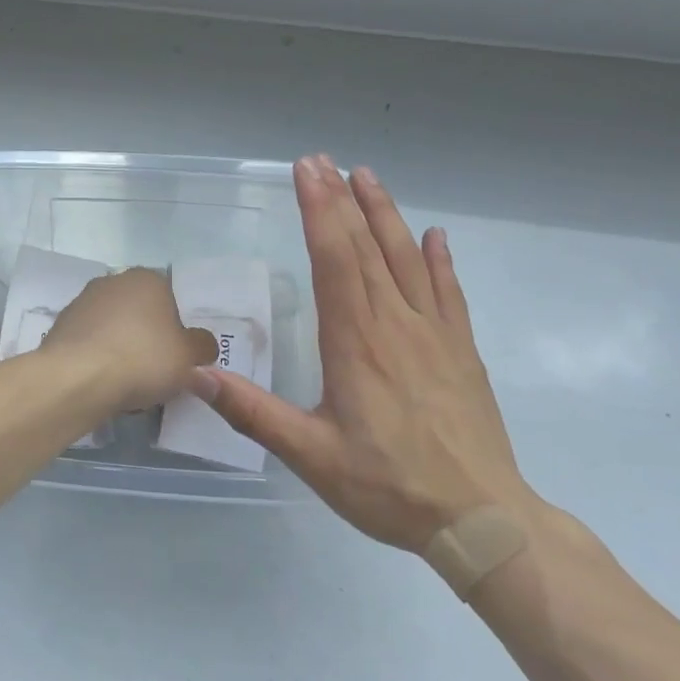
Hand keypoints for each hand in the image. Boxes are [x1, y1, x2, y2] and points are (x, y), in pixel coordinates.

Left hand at [43, 268, 220, 414]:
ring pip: (114, 330)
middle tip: (158, 372)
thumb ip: (203, 347)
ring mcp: (82, 302)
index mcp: (146, 278)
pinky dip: (99, 361)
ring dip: (122, 351)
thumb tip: (204, 346)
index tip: (180, 356)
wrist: (77, 378)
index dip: (179, 328)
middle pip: (140, 313)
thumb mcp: (189, 357)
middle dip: (149, 339)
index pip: (171, 298)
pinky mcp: (61, 327)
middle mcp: (113, 281)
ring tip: (130, 386)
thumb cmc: (142, 358)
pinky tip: (104, 385)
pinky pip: (91, 345)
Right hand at [195, 155, 532, 550]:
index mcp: (356, 341)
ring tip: (367, 176)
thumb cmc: (390, 486)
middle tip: (323, 160)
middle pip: (365, 247)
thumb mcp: (311, 455)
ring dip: (385, 213)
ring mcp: (435, 333)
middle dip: (341, 199)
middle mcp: (395, 323)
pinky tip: (435, 235)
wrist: (483, 520)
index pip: (334, 259)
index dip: (318, 211)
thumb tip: (196, 375)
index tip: (306, 171)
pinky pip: (449, 292)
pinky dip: (440, 259)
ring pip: (407, 258)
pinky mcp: (461, 351)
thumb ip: (253, 412)